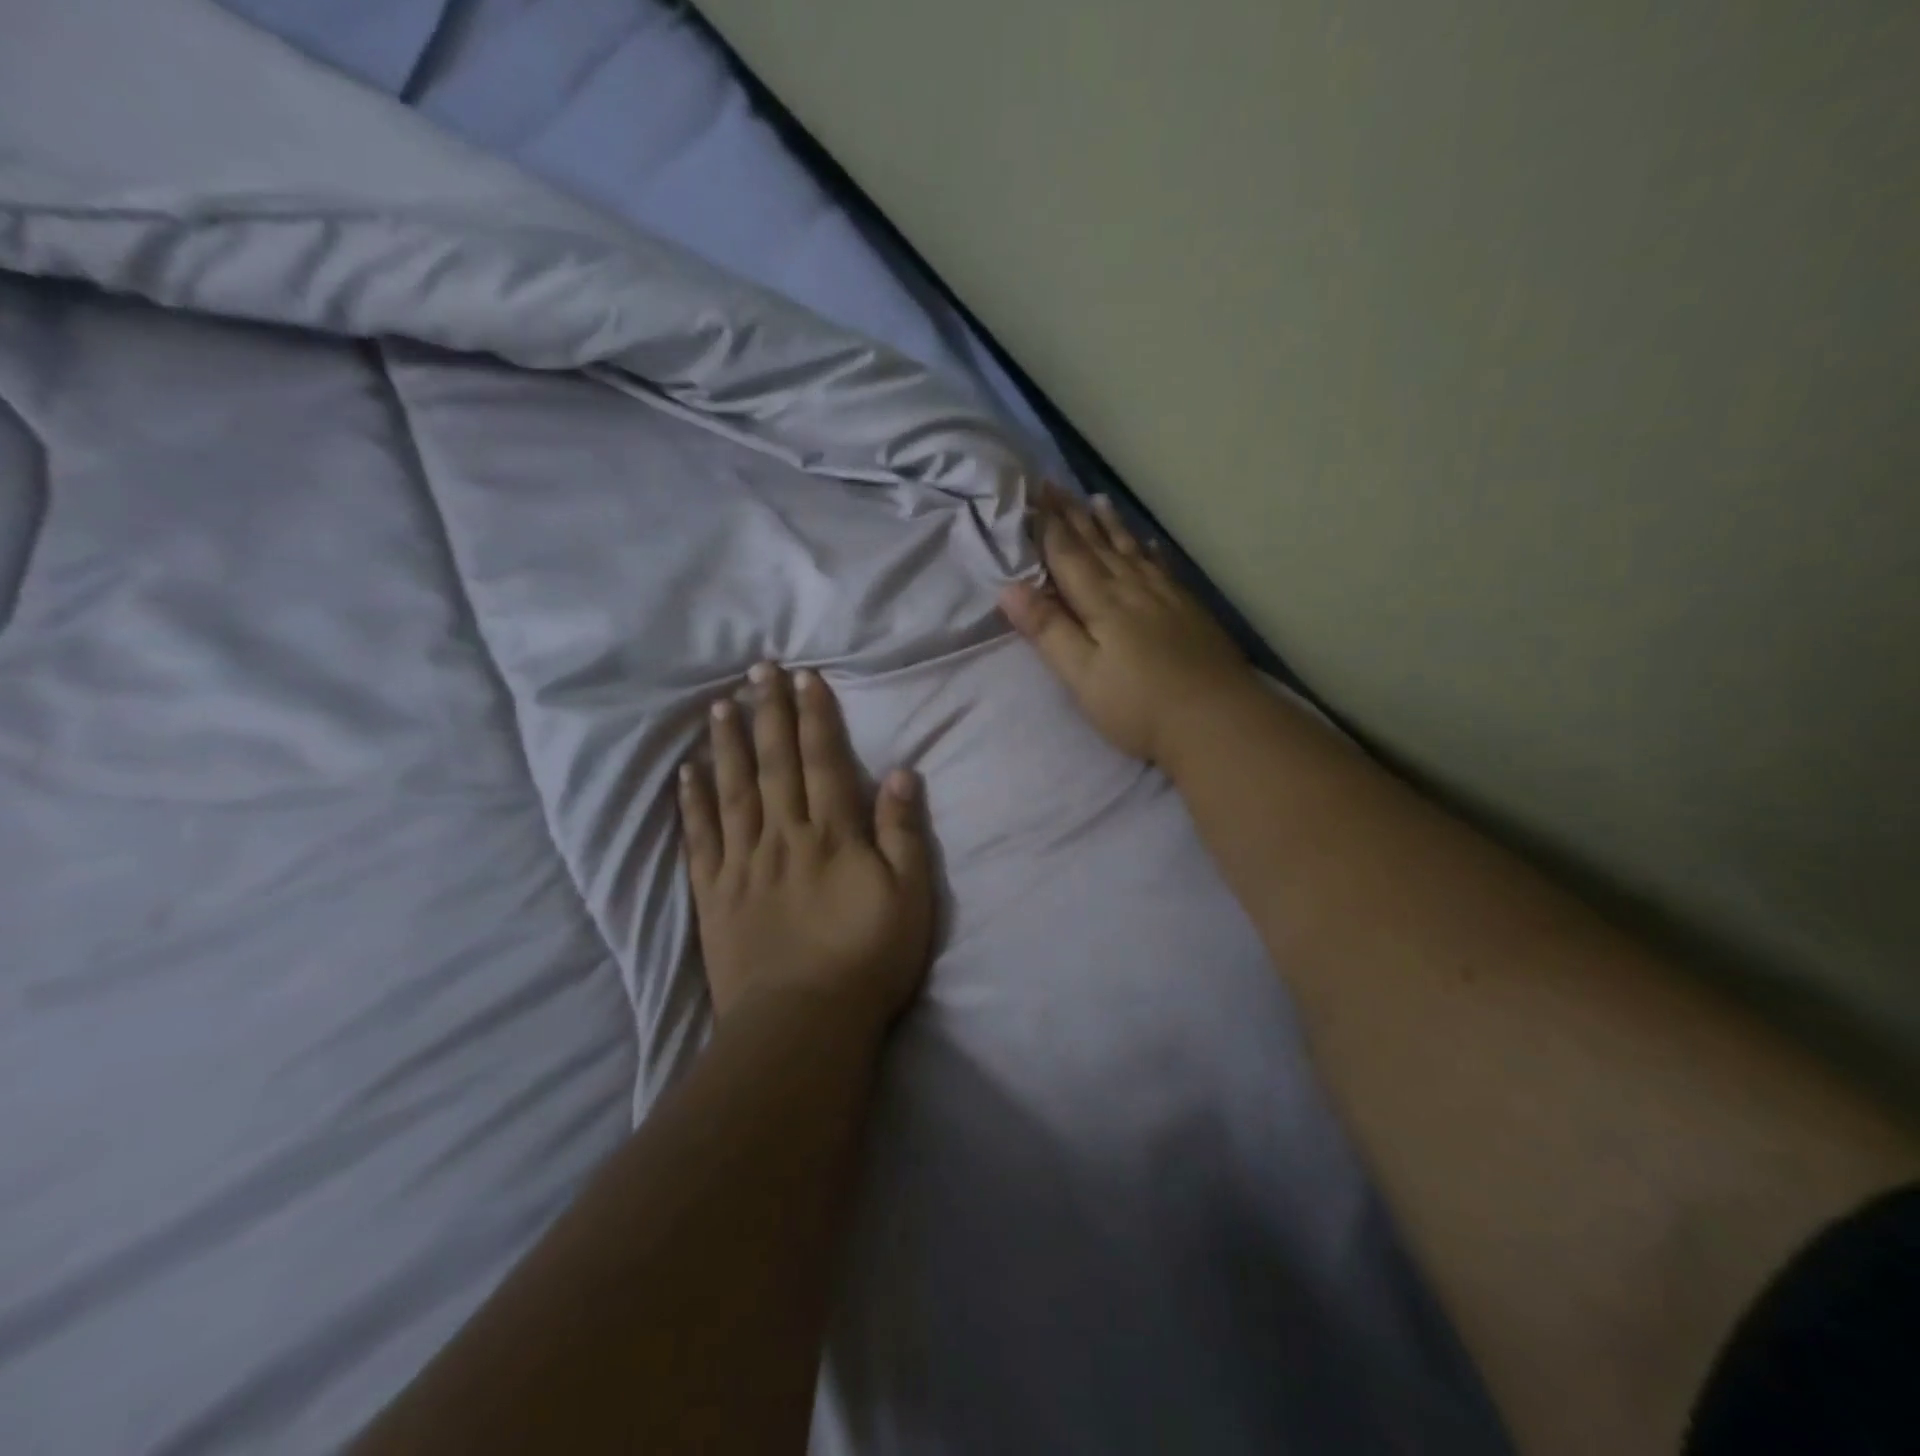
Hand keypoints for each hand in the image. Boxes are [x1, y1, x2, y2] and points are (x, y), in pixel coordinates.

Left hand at [679, 663, 932, 1029]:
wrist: (802, 1024)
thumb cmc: (867, 960)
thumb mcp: (909, 898)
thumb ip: (903, 833)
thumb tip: (902, 773)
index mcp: (832, 835)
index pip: (823, 762)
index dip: (816, 717)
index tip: (806, 678)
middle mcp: (783, 837)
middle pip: (775, 765)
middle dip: (769, 714)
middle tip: (759, 671)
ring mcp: (743, 864)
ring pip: (734, 791)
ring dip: (729, 746)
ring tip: (720, 706)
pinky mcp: (714, 894)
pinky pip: (701, 839)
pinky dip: (693, 803)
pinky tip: (688, 773)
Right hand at [999, 488, 1251, 764]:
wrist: (1217, 721)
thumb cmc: (1138, 707)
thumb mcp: (1082, 675)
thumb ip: (1048, 630)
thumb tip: (1010, 588)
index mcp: (1102, 603)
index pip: (1068, 555)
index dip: (1049, 526)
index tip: (1034, 495)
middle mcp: (1133, 589)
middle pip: (1099, 545)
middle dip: (1074, 515)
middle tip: (1056, 485)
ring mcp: (1166, 597)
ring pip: (1132, 550)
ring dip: (1111, 525)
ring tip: (1097, 499)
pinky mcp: (1190, 611)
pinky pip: (1163, 567)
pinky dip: (1151, 551)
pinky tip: (1149, 543)